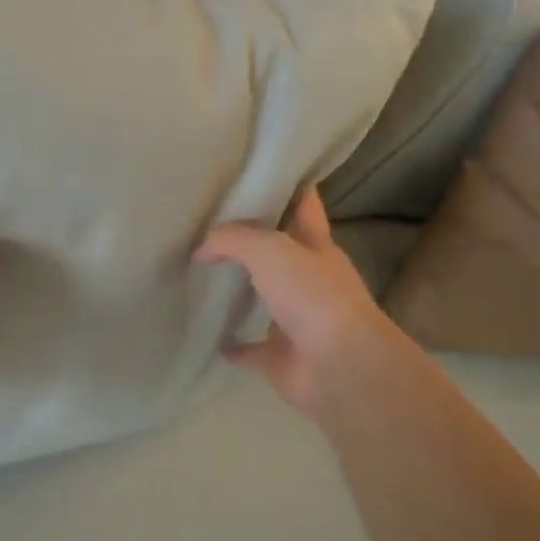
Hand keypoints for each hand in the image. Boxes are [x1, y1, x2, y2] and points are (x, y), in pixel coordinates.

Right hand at [194, 188, 405, 417]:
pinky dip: (232, 344)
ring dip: (240, 290)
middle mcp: (309, 279)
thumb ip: (233, 239)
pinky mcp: (281, 356)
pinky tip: (208, 335)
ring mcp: (296, 319)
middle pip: (279, 251)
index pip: (303, 204)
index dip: (287, 186)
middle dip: (251, 240)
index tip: (255, 175)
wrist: (338, 365)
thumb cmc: (312, 295)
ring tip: (201, 276)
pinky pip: (250, 348)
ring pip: (264, 298)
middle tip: (209, 226)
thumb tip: (201, 248)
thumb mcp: (270, 249)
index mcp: (316, 245)